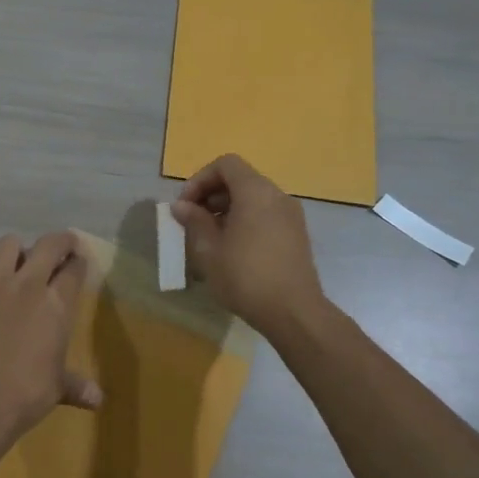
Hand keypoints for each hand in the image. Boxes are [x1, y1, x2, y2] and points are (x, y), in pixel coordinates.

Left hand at [0, 230, 101, 448]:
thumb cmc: (25, 394)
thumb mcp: (57, 388)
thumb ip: (77, 385)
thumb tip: (98, 400)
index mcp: (56, 305)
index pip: (74, 270)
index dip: (79, 262)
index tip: (79, 262)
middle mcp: (27, 284)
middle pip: (48, 245)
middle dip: (59, 241)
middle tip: (60, 247)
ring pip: (8, 244)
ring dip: (16, 251)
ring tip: (17, 263)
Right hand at [171, 154, 323, 333]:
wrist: (294, 312)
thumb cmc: (246, 277)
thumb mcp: (210, 250)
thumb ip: (194, 221)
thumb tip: (182, 206)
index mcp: (256, 192)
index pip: (226, 164)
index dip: (200, 179)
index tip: (186, 205)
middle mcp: (277, 196)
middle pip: (240, 179)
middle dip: (211, 195)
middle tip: (192, 221)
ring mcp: (291, 215)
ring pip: (253, 198)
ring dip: (227, 210)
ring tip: (209, 238)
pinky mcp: (296, 234)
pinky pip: (266, 215)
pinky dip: (245, 220)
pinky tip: (232, 249)